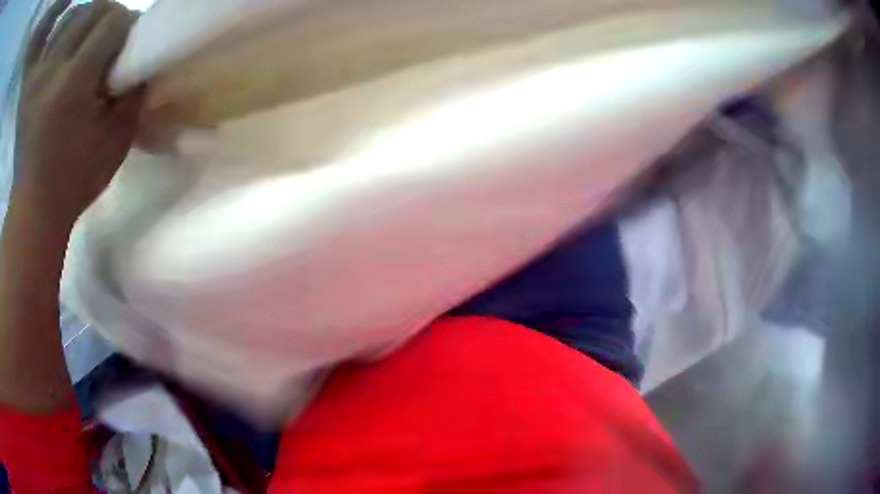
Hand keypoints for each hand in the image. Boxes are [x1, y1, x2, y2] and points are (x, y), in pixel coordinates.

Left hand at [13, 0, 143, 230]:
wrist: (33, 210)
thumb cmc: (74, 182)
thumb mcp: (115, 143)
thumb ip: (133, 96)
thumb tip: (141, 64)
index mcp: (73, 82)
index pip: (112, 22)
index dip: (128, 24)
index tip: (131, 41)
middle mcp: (52, 70)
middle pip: (90, 11)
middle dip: (108, 14)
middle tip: (111, 35)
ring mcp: (37, 77)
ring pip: (68, 20)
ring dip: (83, 21)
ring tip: (87, 39)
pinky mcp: (29, 88)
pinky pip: (47, 46)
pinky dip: (58, 37)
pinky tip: (62, 48)